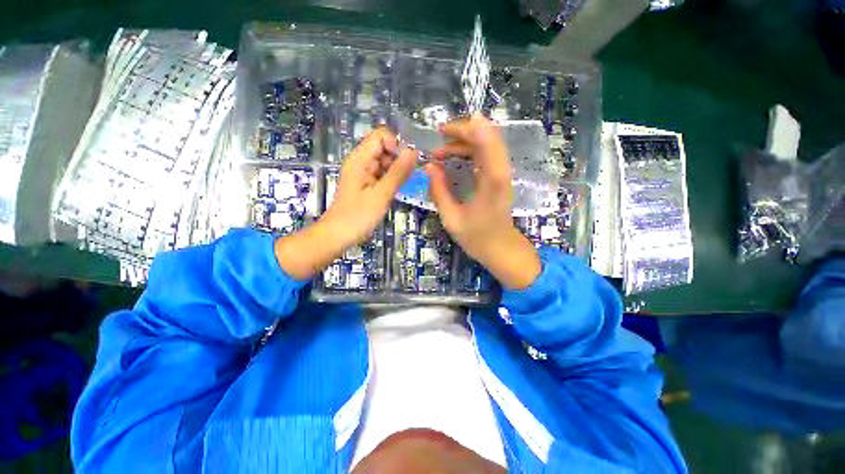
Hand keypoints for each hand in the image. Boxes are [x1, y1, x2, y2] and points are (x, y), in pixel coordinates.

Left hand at [276, 128, 416, 279]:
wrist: (338, 235)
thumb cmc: (358, 216)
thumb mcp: (381, 194)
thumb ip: (398, 172)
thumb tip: (413, 152)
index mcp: (360, 159)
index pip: (381, 136)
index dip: (396, 144)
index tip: (407, 162)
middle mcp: (361, 162)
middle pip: (384, 147)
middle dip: (399, 158)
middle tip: (408, 176)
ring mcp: (364, 173)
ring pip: (385, 161)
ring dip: (397, 169)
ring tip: (403, 185)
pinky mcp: (367, 184)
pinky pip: (382, 174)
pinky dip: (392, 178)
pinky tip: (397, 189)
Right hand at [427, 115, 540, 289]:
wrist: (500, 248)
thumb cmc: (477, 237)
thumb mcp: (451, 218)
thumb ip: (439, 191)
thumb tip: (429, 166)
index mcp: (492, 181)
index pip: (485, 142)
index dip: (466, 130)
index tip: (443, 131)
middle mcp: (501, 172)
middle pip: (487, 137)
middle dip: (462, 132)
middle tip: (438, 137)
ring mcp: (501, 173)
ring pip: (487, 144)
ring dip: (464, 141)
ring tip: (440, 150)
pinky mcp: (498, 177)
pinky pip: (486, 154)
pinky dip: (470, 150)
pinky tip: (454, 157)